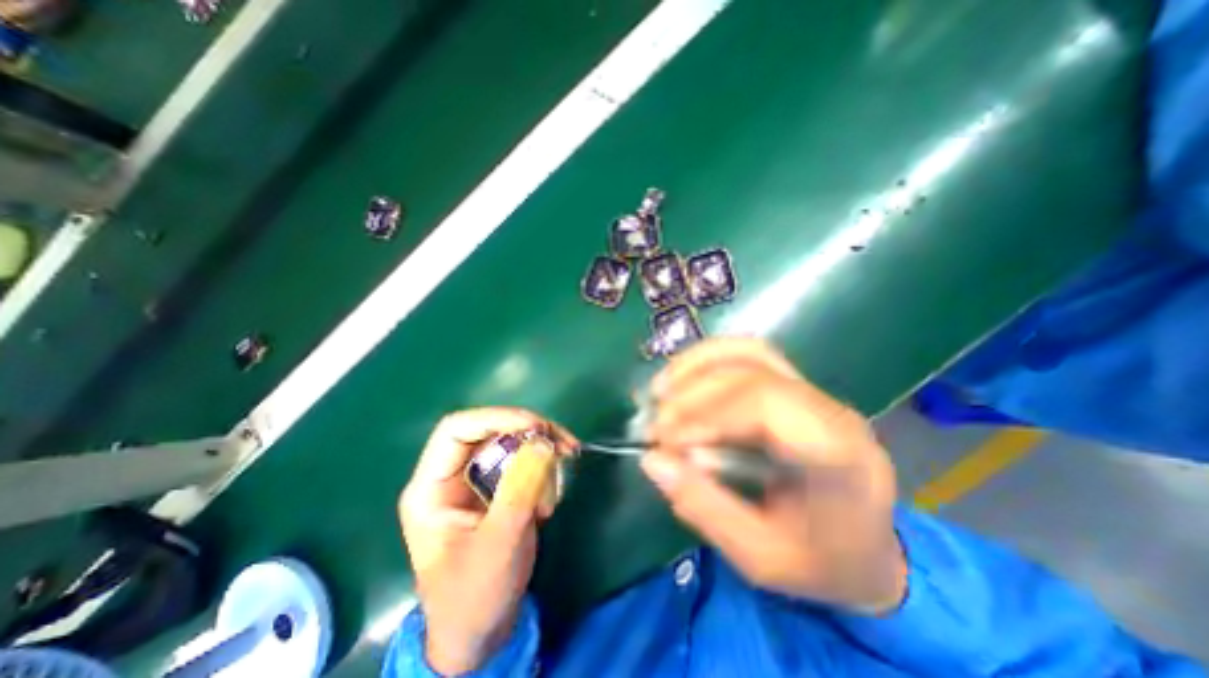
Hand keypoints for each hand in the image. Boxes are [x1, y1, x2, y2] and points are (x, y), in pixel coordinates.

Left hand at [401, 408, 577, 671]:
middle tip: (563, 446)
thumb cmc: (475, 597)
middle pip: (491, 431)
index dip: (496, 418)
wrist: (482, 633)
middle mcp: (452, 476)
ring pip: (512, 445)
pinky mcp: (498, 489)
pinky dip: (544, 474)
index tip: (537, 427)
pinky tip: (549, 503)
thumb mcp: (498, 544)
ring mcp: (476, 481)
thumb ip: (519, 490)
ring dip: (541, 459)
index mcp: (431, 487)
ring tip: (553, 495)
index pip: (457, 429)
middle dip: (530, 435)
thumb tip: (543, 441)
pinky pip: (524, 464)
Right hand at [641, 338, 906, 614]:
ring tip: (659, 391)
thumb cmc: (819, 563)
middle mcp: (830, 411)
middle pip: (752, 374)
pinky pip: (748, 356)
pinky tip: (681, 377)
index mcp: (838, 456)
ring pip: (749, 353)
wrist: (866, 552)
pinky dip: (707, 360)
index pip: (766, 406)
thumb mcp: (759, 556)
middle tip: (655, 425)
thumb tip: (652, 459)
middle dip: (693, 395)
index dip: (706, 414)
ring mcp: (814, 392)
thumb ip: (704, 506)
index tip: (665, 439)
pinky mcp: (794, 386)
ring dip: (696, 366)